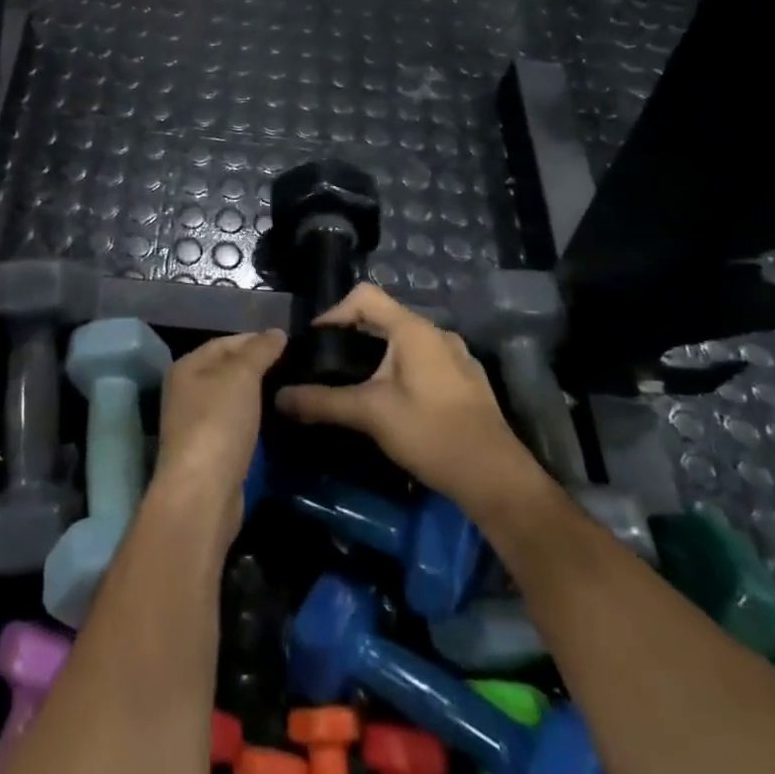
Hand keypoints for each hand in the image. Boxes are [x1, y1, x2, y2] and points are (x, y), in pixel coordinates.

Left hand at [149, 330, 286, 543]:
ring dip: (258, 395)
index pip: (225, 342)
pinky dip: (254, 419)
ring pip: (232, 399)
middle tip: (295, 366)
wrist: (203, 491)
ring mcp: (196, 424)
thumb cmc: (218, 422)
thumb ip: (259, 350)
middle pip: (227, 370)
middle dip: (259, 367)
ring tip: (290, 389)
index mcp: (187, 367)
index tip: (289, 344)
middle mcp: (186, 392)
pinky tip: (276, 420)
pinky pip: (235, 424)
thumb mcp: (242, 375)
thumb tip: (276, 332)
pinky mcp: (210, 452)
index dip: (256, 340)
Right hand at [276, 285, 533, 508]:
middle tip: (329, 365)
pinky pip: (424, 362)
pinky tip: (393, 404)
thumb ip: (322, 402)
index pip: (365, 296)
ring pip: (405, 342)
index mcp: (414, 330)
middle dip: (352, 337)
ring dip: (377, 356)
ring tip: (356, 385)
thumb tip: (279, 397)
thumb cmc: (430, 433)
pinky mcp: (466, 381)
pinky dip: (401, 371)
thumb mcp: (370, 415)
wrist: (495, 477)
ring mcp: (457, 357)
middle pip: (384, 318)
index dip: (334, 312)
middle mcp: (437, 334)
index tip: (315, 343)